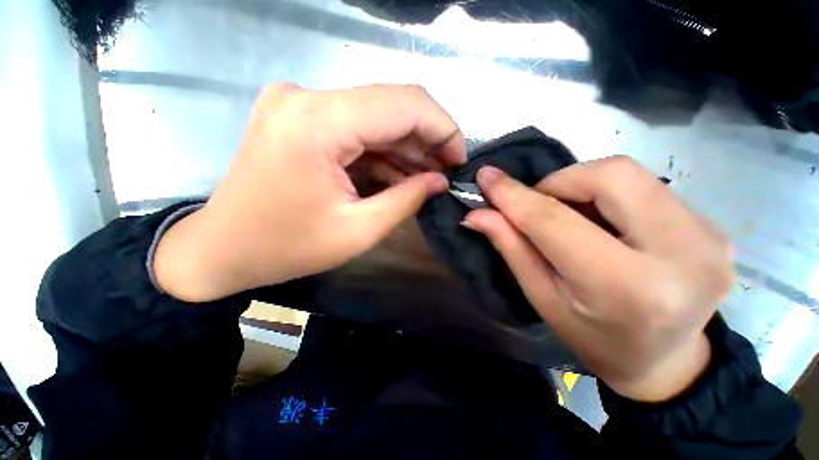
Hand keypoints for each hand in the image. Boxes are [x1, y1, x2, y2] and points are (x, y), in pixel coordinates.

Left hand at [154, 83, 464, 301]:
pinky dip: (382, 151)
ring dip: (406, 148)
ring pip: (375, 118)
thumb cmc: (287, 248)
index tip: (459, 158)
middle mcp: (307, 98)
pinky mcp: (300, 118)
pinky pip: (356, 128)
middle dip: (427, 139)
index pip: (404, 104)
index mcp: (319, 123)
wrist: (222, 248)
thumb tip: (441, 180)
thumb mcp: (358, 230)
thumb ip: (407, 199)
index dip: (443, 128)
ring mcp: (300, 104)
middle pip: (391, 106)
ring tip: (428, 177)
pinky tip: (399, 173)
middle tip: (446, 171)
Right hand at [462, 157, 732, 401]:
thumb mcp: (543, 298)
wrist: (667, 363)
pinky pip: (647, 186)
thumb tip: (476, 214)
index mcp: (628, 289)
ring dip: (583, 187)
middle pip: (609, 176)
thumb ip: (511, 248)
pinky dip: (610, 195)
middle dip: (559, 182)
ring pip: (628, 174)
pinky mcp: (714, 226)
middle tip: (539, 206)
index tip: (486, 177)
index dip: (515, 195)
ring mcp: (709, 236)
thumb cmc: (593, 338)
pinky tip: (606, 225)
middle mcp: (683, 255)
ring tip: (574, 219)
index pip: (557, 221)